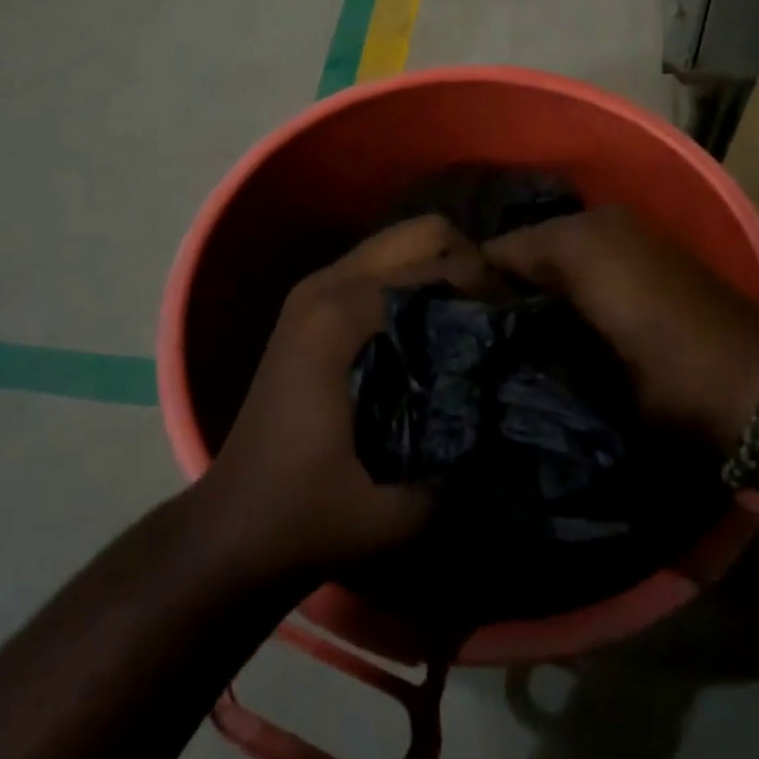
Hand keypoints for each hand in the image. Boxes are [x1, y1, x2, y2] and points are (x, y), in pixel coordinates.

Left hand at [202, 216, 494, 580]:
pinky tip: (431, 329)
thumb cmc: (314, 514)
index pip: (445, 266)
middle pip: (425, 232)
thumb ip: (467, 445)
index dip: (494, 293)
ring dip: (443, 270)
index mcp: (344, 314)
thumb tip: (518, 393)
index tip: (520, 334)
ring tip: (471, 320)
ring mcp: (315, 287)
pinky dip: (416, 282)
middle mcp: (329, 282)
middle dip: (472, 266)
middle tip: (496, 318)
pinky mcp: (311, 303)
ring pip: (402, 242)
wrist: (237, 526)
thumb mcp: (405, 504)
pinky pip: (381, 264)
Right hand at [484, 206, 758, 453]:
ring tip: (510, 336)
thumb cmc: (667, 370)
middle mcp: (598, 225)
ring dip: (535, 291)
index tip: (452, 324)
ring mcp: (626, 239)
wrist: (756, 387)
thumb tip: (485, 318)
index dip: (471, 284)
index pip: (499, 249)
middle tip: (479, 335)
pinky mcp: (646, 258)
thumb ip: (530, 326)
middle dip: (503, 287)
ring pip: (555, 259)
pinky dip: (567, 287)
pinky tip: (557, 326)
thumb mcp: (588, 359)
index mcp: (579, 236)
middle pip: (526, 251)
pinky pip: (585, 264)